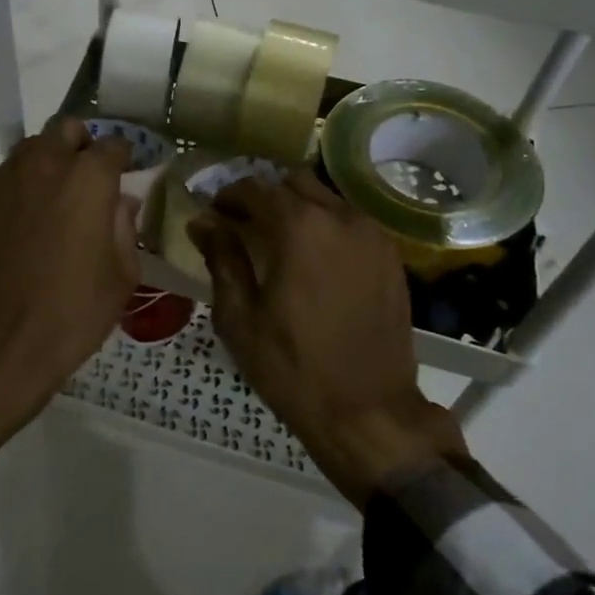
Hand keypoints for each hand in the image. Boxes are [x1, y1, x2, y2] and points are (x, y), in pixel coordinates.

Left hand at [0, 119, 139, 452]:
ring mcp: (5, 182)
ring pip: (30, 149)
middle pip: (65, 129)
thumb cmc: (75, 310)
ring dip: (48, 162)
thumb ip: (125, 226)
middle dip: (81, 145)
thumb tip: (122, 202)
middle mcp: (45, 166)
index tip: (126, 173)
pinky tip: (23, 226)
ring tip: (54, 198)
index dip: (123, 157)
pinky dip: (20, 190)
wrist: (2, 340)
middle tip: (88, 177)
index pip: (113, 144)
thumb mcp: (122, 274)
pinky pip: (5, 182)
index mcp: (88, 178)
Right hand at [188, 170, 465, 505]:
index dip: (229, 196)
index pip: (256, 188)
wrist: (368, 411)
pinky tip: (315, 259)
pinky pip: (352, 223)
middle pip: (295, 183)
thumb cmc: (292, 367)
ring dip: (298, 209)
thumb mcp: (240, 317)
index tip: (214, 214)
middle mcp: (340, 218)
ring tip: (279, 241)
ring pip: (327, 199)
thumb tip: (202, 222)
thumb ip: (222, 259)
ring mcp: (372, 235)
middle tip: (244, 225)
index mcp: (300, 228)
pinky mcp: (391, 257)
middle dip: (265, 196)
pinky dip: (327, 227)